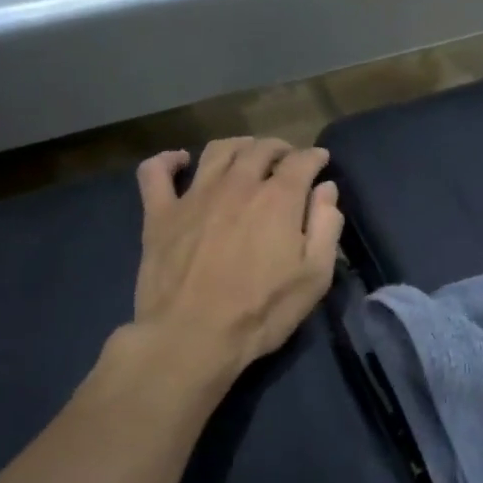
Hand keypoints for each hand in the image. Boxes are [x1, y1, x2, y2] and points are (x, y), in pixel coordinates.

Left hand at [132, 138, 343, 377]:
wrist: (192, 337)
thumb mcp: (314, 277)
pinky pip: (156, 172)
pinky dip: (167, 160)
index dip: (315, 157)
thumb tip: (326, 190)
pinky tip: (180, 160)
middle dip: (280, 148)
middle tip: (287, 160)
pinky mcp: (159, 213)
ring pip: (218, 151)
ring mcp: (194, 196)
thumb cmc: (261, 312)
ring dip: (238, 146)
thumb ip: (326, 227)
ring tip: (247, 154)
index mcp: (278, 199)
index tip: (321, 162)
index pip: (302, 161)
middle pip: (260, 149)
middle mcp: (237, 184)